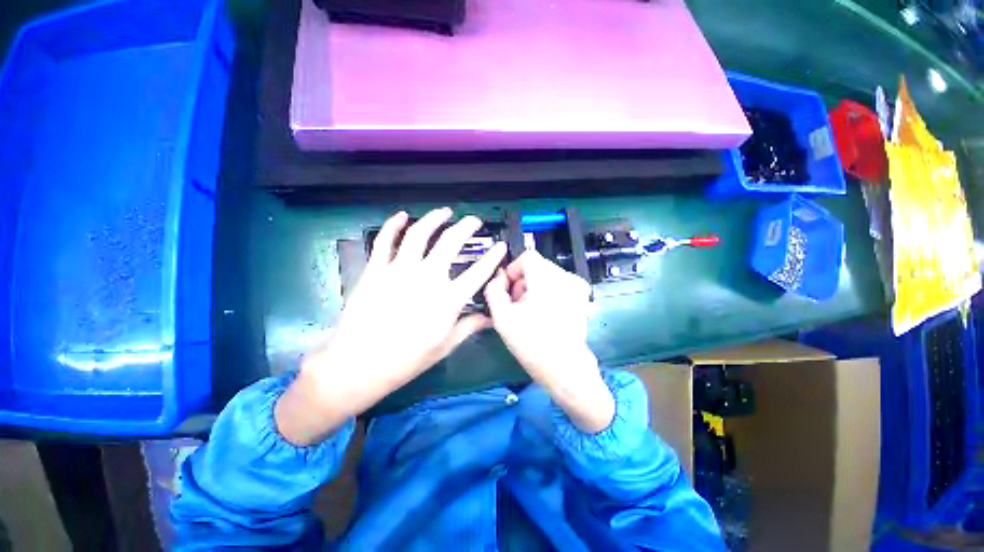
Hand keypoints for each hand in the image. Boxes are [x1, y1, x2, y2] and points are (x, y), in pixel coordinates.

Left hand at [276, 208, 506, 444]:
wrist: (359, 363)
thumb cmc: (407, 359)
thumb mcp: (445, 346)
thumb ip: (470, 327)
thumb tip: (491, 318)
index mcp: (448, 299)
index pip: (479, 272)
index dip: (493, 257)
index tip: (500, 246)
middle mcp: (428, 277)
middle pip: (451, 242)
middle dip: (466, 226)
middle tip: (473, 220)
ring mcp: (400, 270)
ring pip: (420, 233)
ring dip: (434, 218)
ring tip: (445, 212)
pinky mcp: (376, 269)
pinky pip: (385, 240)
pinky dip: (394, 224)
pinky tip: (402, 216)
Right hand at [485, 250, 613, 432]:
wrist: (565, 368)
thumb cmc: (532, 343)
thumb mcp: (502, 317)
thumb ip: (493, 290)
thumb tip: (497, 278)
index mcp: (548, 278)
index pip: (527, 256)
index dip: (513, 270)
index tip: (508, 291)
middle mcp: (566, 277)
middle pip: (536, 266)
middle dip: (522, 282)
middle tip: (516, 306)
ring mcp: (577, 287)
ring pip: (546, 276)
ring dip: (534, 288)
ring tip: (530, 312)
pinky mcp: (582, 297)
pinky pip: (557, 285)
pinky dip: (547, 293)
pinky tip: (544, 313)